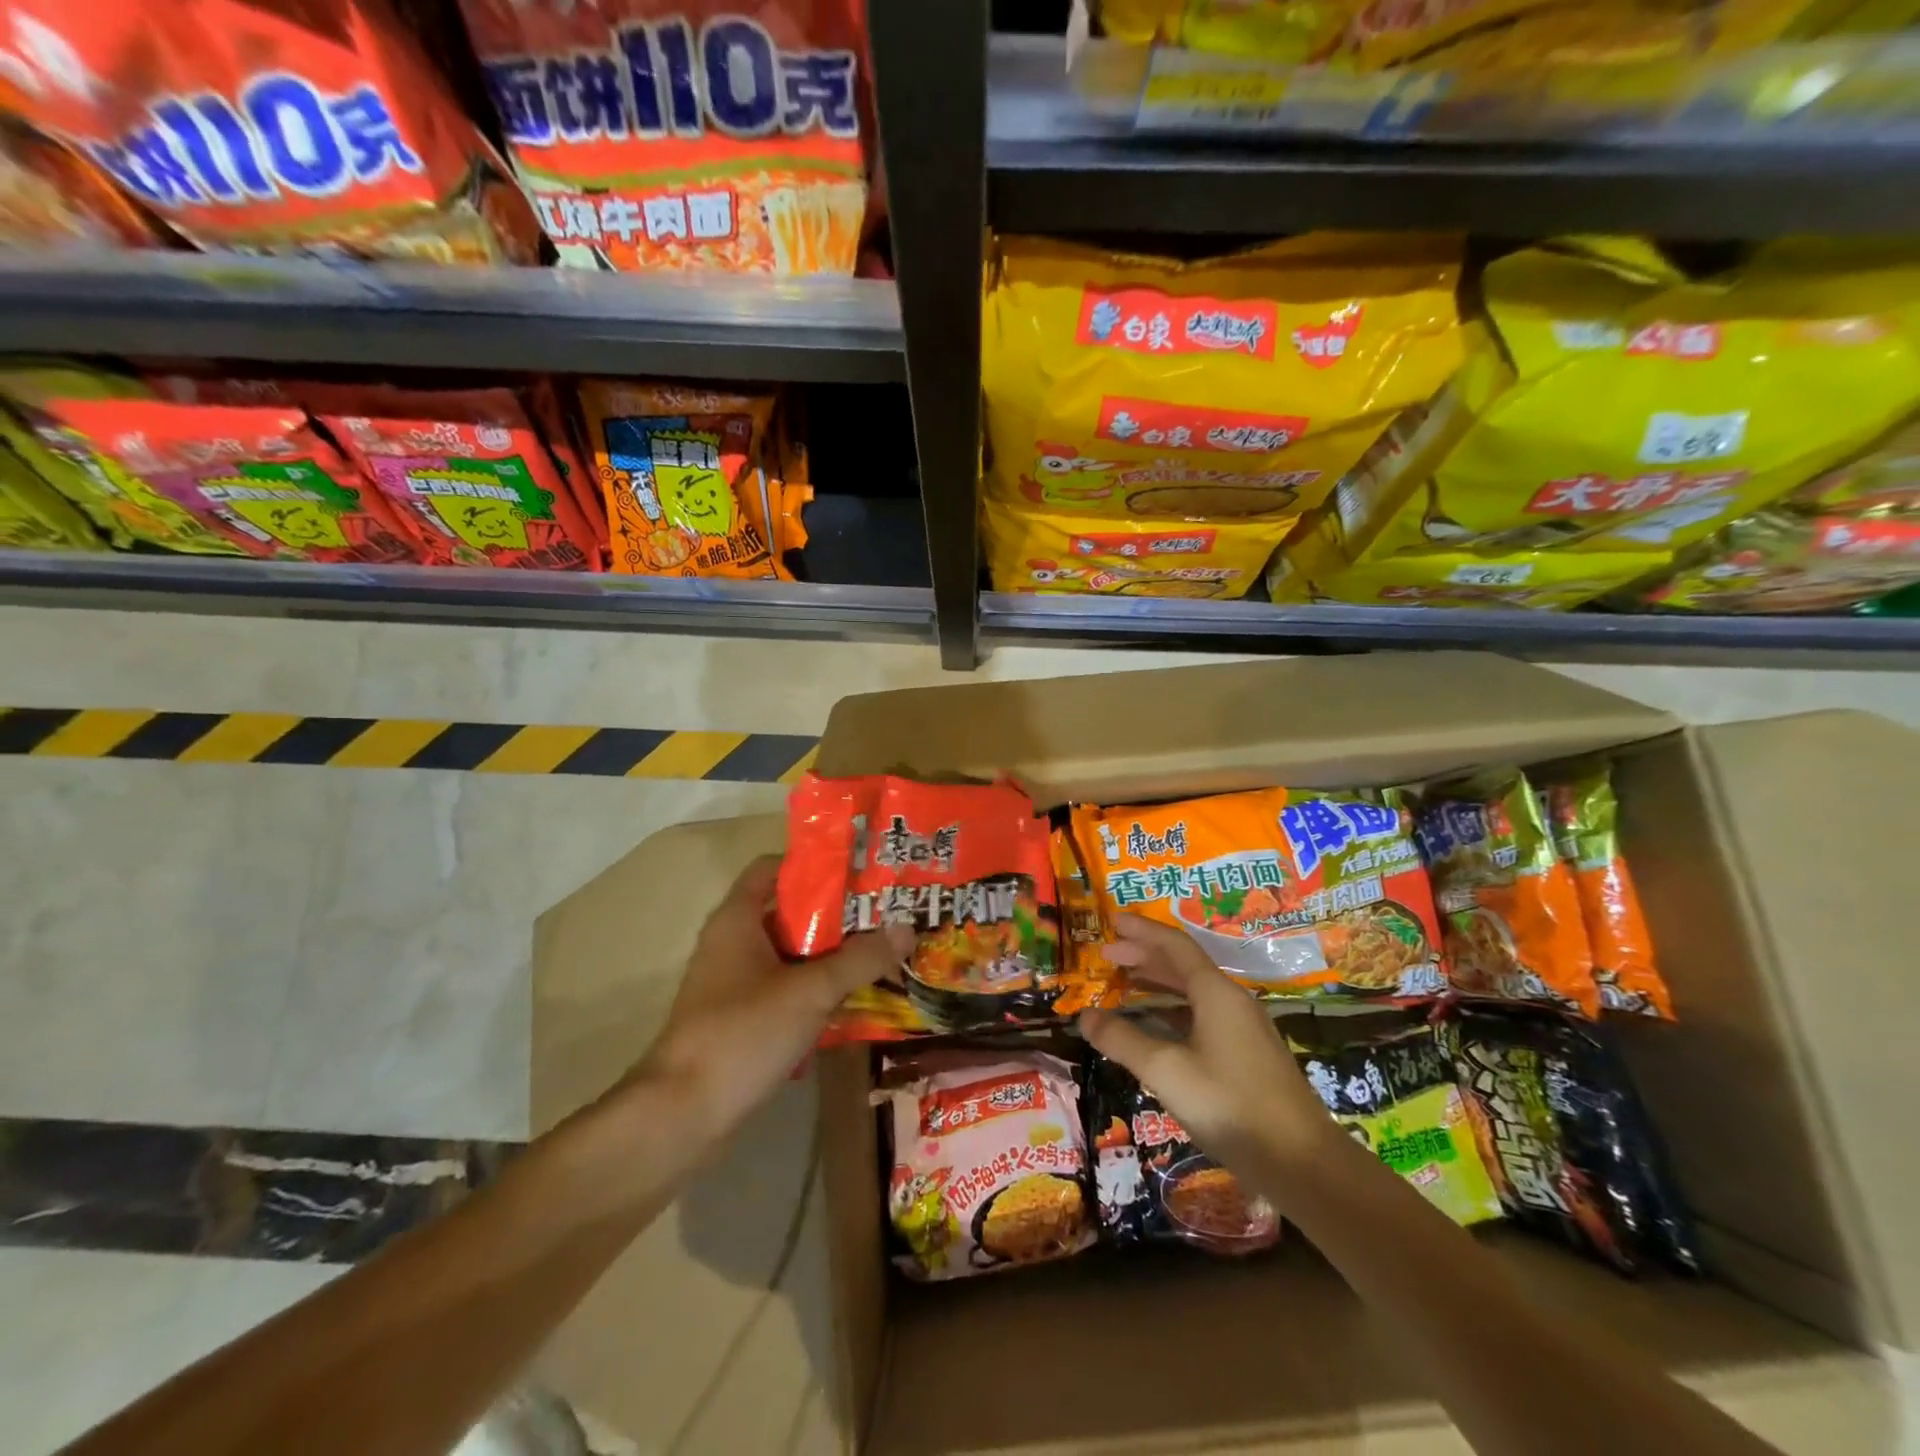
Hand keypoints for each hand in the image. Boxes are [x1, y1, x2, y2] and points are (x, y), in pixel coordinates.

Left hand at [634, 855, 911, 1140]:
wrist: (682, 1114)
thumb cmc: (743, 1033)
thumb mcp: (810, 991)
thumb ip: (860, 958)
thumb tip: (907, 928)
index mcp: (738, 919)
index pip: (774, 868)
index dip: (814, 865)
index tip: (859, 873)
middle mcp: (732, 942)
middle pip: (789, 912)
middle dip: (836, 914)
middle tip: (885, 915)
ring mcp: (734, 983)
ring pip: (790, 954)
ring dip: (830, 955)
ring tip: (879, 953)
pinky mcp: (740, 1018)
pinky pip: (785, 988)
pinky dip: (815, 988)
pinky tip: (852, 1000)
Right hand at [1077, 916, 1339, 1182]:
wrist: (1304, 1163)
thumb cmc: (1230, 1106)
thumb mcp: (1166, 1071)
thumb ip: (1123, 1040)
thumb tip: (1084, 1016)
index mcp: (1216, 993)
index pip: (1174, 946)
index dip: (1142, 932)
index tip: (1112, 921)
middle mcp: (1233, 1001)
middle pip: (1184, 965)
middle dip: (1144, 956)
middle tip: (1107, 956)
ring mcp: (1245, 1028)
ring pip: (1195, 991)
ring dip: (1158, 982)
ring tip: (1124, 984)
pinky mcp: (1249, 1055)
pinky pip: (1203, 1014)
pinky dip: (1174, 1009)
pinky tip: (1157, 1026)